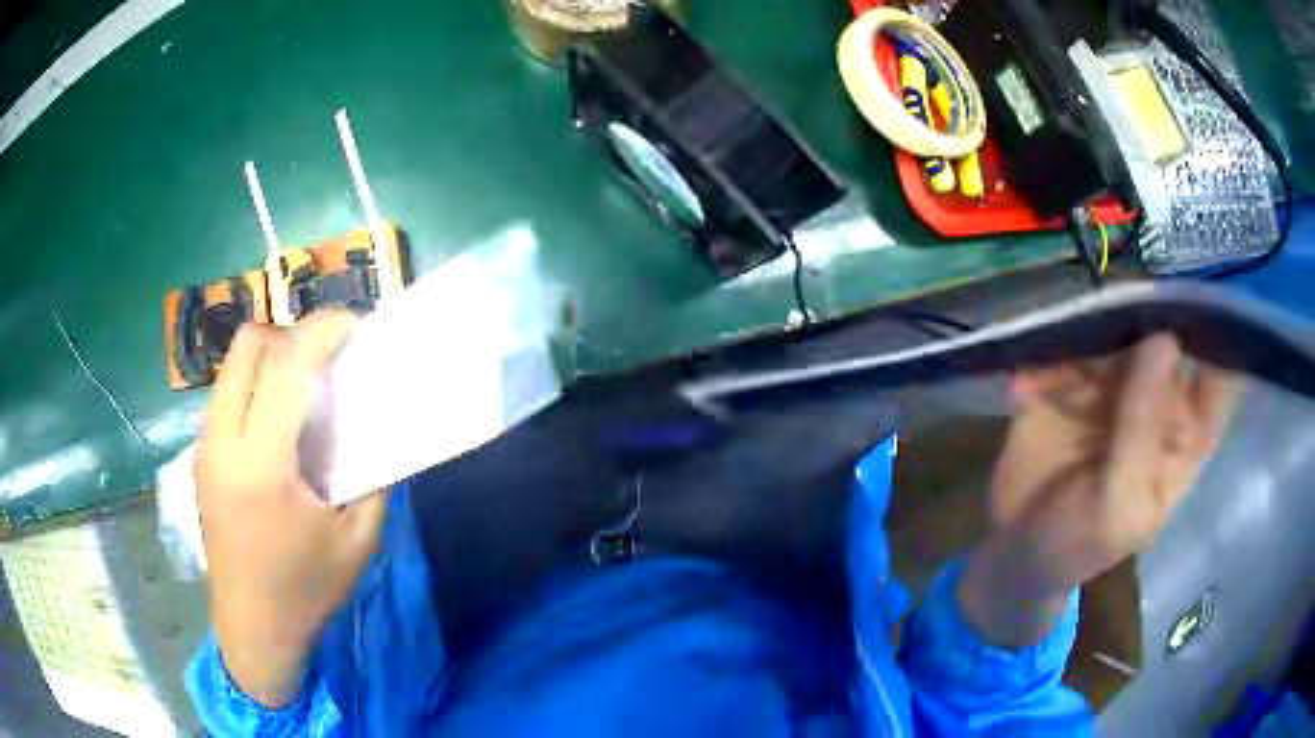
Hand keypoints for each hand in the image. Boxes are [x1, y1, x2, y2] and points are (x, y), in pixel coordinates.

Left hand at [196, 310, 388, 707]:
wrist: (252, 629)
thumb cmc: (306, 591)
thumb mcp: (357, 539)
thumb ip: (372, 474)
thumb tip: (381, 424)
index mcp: (262, 465)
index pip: (285, 366)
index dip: (321, 331)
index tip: (353, 325)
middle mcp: (223, 442)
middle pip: (248, 345)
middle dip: (291, 334)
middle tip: (326, 359)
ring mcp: (205, 447)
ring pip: (233, 365)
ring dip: (271, 357)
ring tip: (304, 387)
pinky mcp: (201, 456)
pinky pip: (227, 392)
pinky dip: (255, 384)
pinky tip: (278, 421)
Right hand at [959, 334, 1238, 646]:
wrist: (1016, 554)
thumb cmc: (1081, 545)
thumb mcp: (1119, 506)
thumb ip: (1142, 429)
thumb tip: (1162, 338)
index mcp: (1184, 432)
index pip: (1218, 373)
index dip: (1217, 331)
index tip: (1194, 298)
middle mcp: (1155, 395)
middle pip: (1159, 333)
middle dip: (1139, 313)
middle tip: (1110, 307)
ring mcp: (1111, 383)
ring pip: (1110, 329)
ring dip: (1084, 330)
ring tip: (1056, 358)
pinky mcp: (1066, 377)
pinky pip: (1060, 346)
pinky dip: (1041, 356)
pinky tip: (1021, 388)